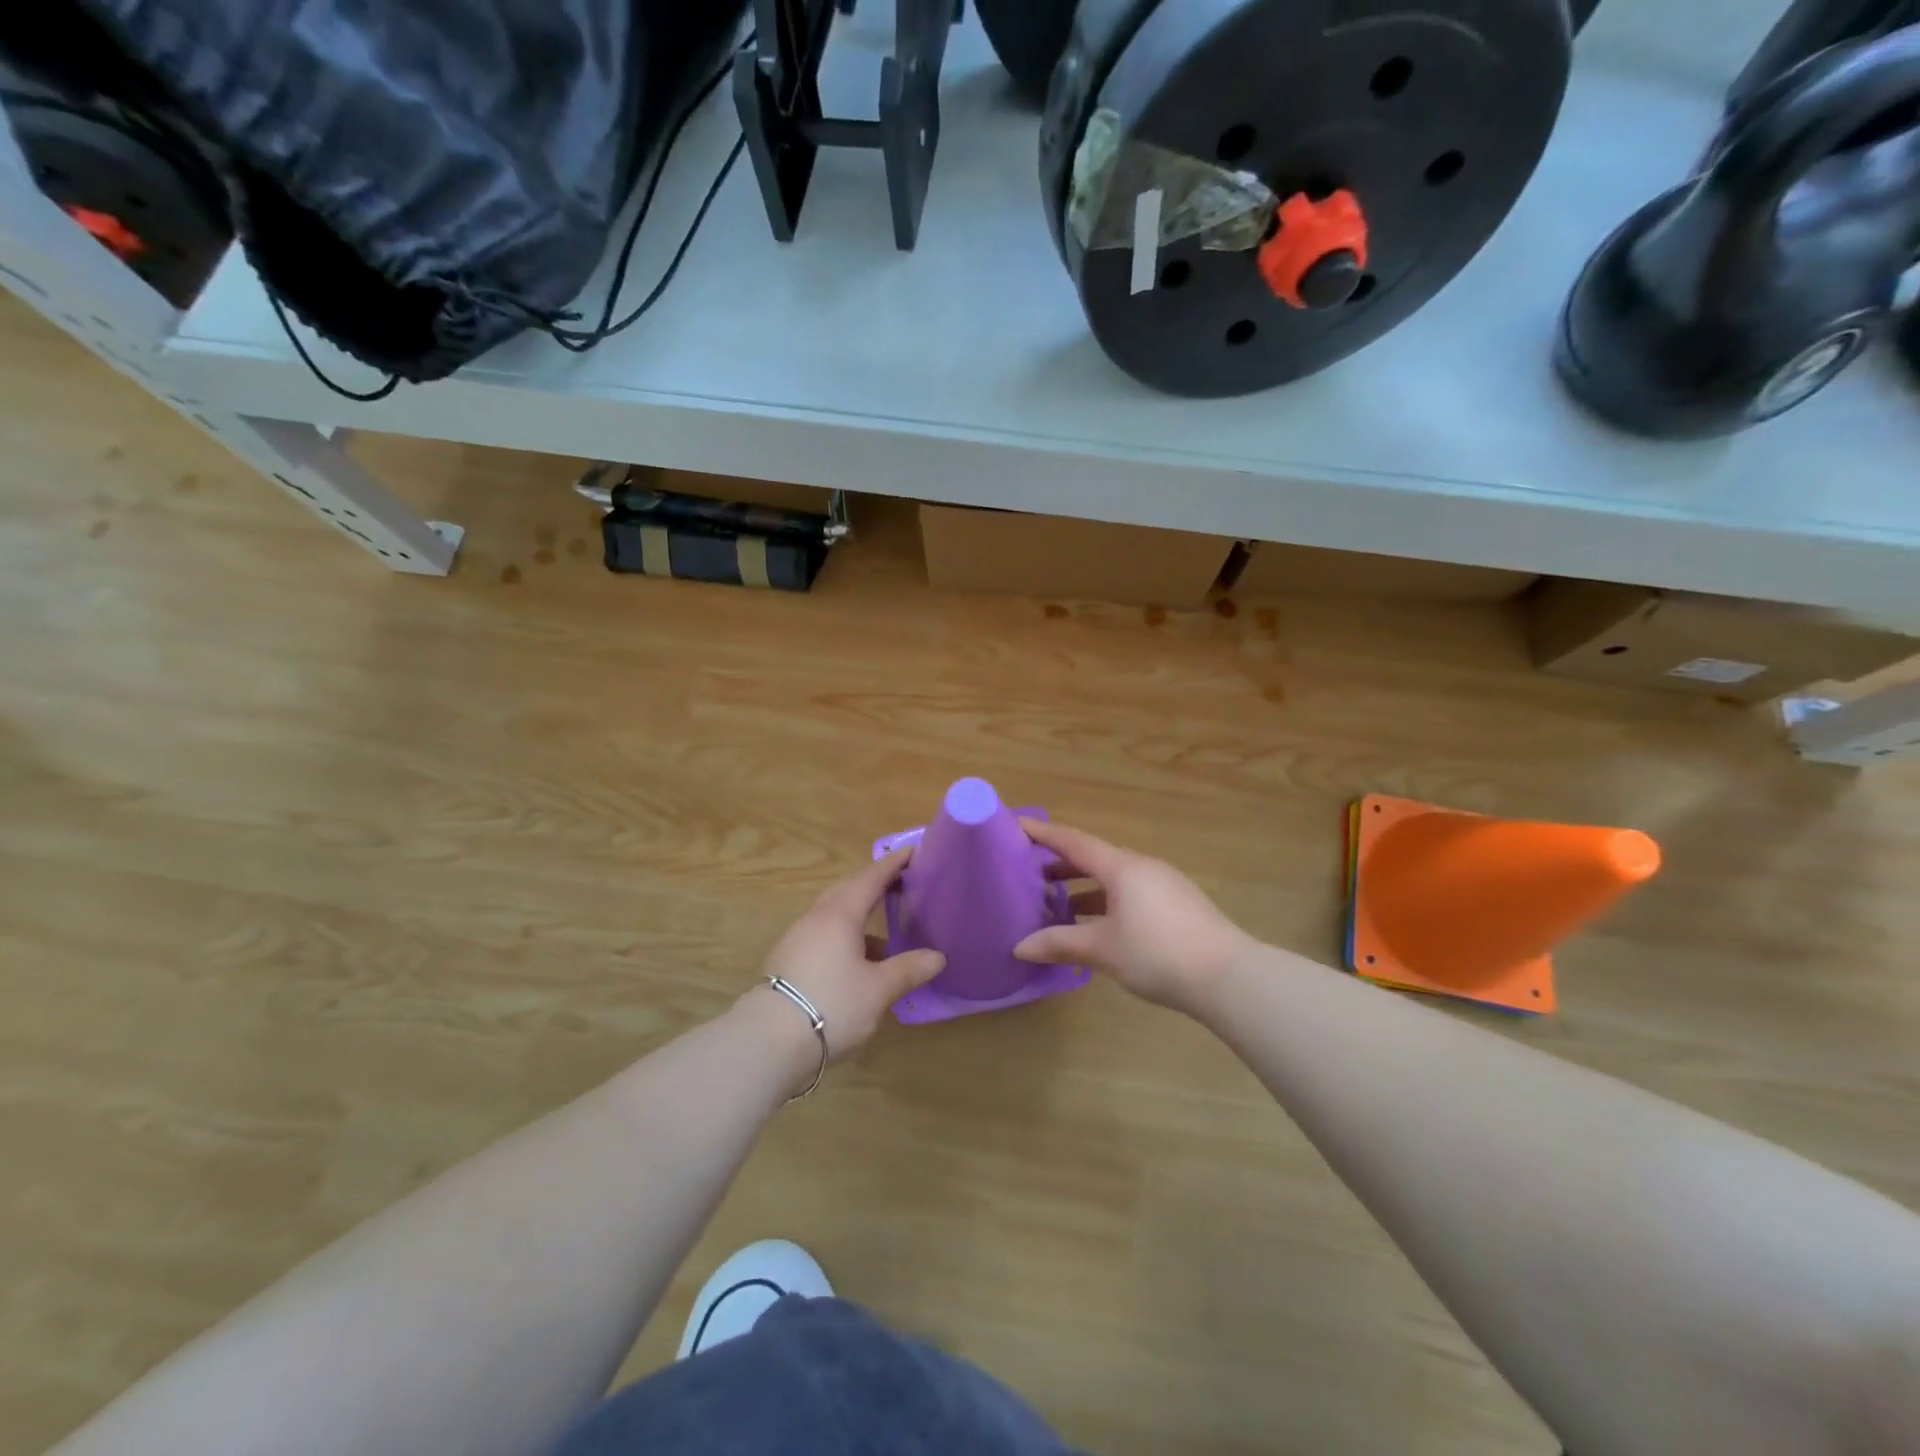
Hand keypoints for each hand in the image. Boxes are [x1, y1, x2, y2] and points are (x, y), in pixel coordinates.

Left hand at [750, 846, 945, 1061]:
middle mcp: (817, 918)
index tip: (913, 850)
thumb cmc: (831, 1005)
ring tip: (885, 923)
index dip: (893, 864)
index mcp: (840, 914)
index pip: (871, 877)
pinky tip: (859, 959)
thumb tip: (938, 956)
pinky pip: (824, 934)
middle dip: (875, 882)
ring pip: (834, 914)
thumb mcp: (878, 990)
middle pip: (849, 890)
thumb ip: (908, 969)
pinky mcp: (788, 961)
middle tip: (901, 880)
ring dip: (860, 912)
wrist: (767, 1042)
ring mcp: (798, 939)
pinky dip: (846, 934)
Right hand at [1013, 819, 1254, 1016]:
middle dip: (1059, 863)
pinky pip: (1129, 892)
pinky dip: (1104, 900)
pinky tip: (1093, 925)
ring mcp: (1162, 884)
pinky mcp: (1175, 904)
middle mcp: (1141, 867)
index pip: (1073, 841)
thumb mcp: (1103, 949)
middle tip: (1026, 872)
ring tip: (1054, 903)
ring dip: (1082, 886)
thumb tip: (1020, 947)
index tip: (1015, 825)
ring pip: (1112, 877)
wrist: (1228, 977)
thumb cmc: (1158, 954)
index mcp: (1121, 867)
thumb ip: (1060, 943)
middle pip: (1092, 857)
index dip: (1042, 833)